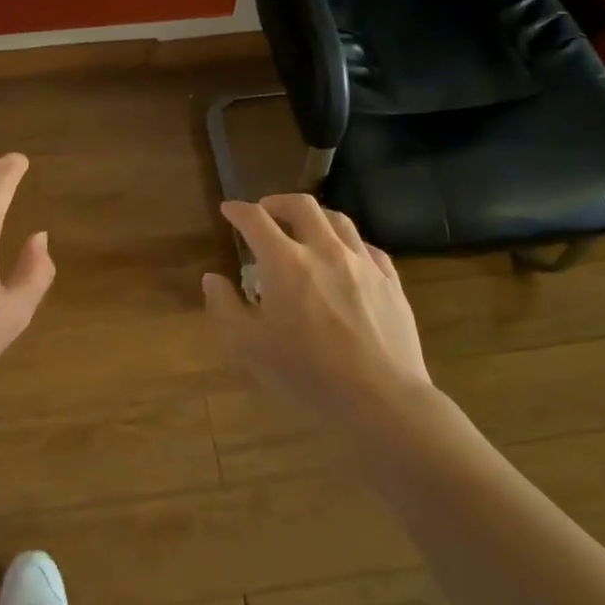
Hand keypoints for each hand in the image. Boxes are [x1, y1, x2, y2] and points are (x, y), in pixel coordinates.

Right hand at [203, 194, 429, 421]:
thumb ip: (225, 307)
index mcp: (286, 263)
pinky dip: (349, 243)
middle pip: (302, 206)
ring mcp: (363, 264)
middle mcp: (325, 250)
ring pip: (338, 220)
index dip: (238, 210)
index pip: (256, 220)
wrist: (382, 402)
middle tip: (266, 211)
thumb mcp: (250, 348)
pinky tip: (346, 258)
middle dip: (278, 202)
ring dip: (315, 216)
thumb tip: (213, 278)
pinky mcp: (391, 282)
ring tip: (306, 228)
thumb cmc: (308, 375)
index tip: (229, 210)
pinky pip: (368, 248)